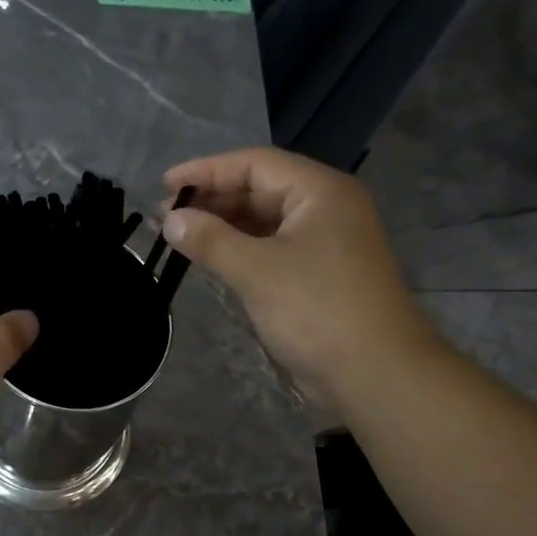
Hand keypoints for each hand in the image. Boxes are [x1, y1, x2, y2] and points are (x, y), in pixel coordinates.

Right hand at [162, 147, 440, 406]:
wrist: (372, 371)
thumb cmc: (317, 311)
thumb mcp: (257, 271)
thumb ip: (211, 241)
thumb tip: (169, 220)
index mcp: (320, 191)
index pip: (255, 164)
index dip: (207, 170)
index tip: (164, 185)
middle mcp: (325, 209)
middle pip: (260, 191)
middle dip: (213, 200)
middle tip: (166, 217)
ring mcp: (324, 244)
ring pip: (265, 223)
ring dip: (224, 228)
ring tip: (181, 238)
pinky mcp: (317, 277)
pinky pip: (272, 251)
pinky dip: (241, 252)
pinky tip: (212, 261)